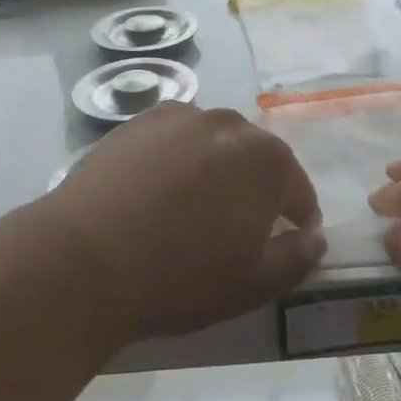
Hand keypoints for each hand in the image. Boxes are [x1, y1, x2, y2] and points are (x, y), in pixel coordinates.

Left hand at [36, 103, 325, 339]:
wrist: (84, 258)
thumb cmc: (180, 276)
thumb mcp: (252, 283)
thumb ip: (296, 257)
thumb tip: (316, 238)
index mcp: (266, 159)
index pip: (297, 189)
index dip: (298, 218)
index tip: (289, 240)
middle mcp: (228, 124)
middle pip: (256, 158)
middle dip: (256, 189)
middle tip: (238, 227)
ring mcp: (180, 117)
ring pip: (214, 144)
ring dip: (216, 169)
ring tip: (194, 207)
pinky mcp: (138, 122)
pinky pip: (174, 140)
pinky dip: (177, 159)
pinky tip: (158, 191)